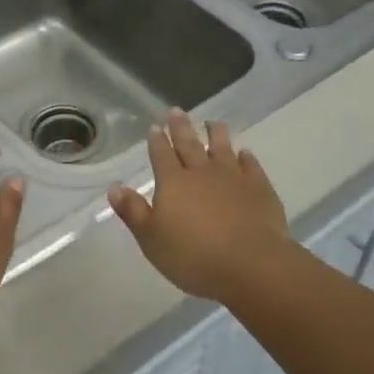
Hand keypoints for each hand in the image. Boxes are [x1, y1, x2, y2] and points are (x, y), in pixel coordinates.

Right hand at [108, 109, 290, 303]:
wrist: (250, 263)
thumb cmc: (193, 256)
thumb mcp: (151, 239)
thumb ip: (133, 212)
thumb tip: (114, 188)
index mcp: (173, 183)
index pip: (161, 155)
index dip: (157, 141)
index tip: (155, 127)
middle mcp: (202, 172)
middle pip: (189, 144)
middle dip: (181, 127)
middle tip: (177, 111)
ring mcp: (233, 177)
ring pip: (222, 148)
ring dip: (216, 134)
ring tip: (212, 122)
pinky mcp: (259, 188)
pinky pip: (251, 166)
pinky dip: (246, 158)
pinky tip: (244, 153)